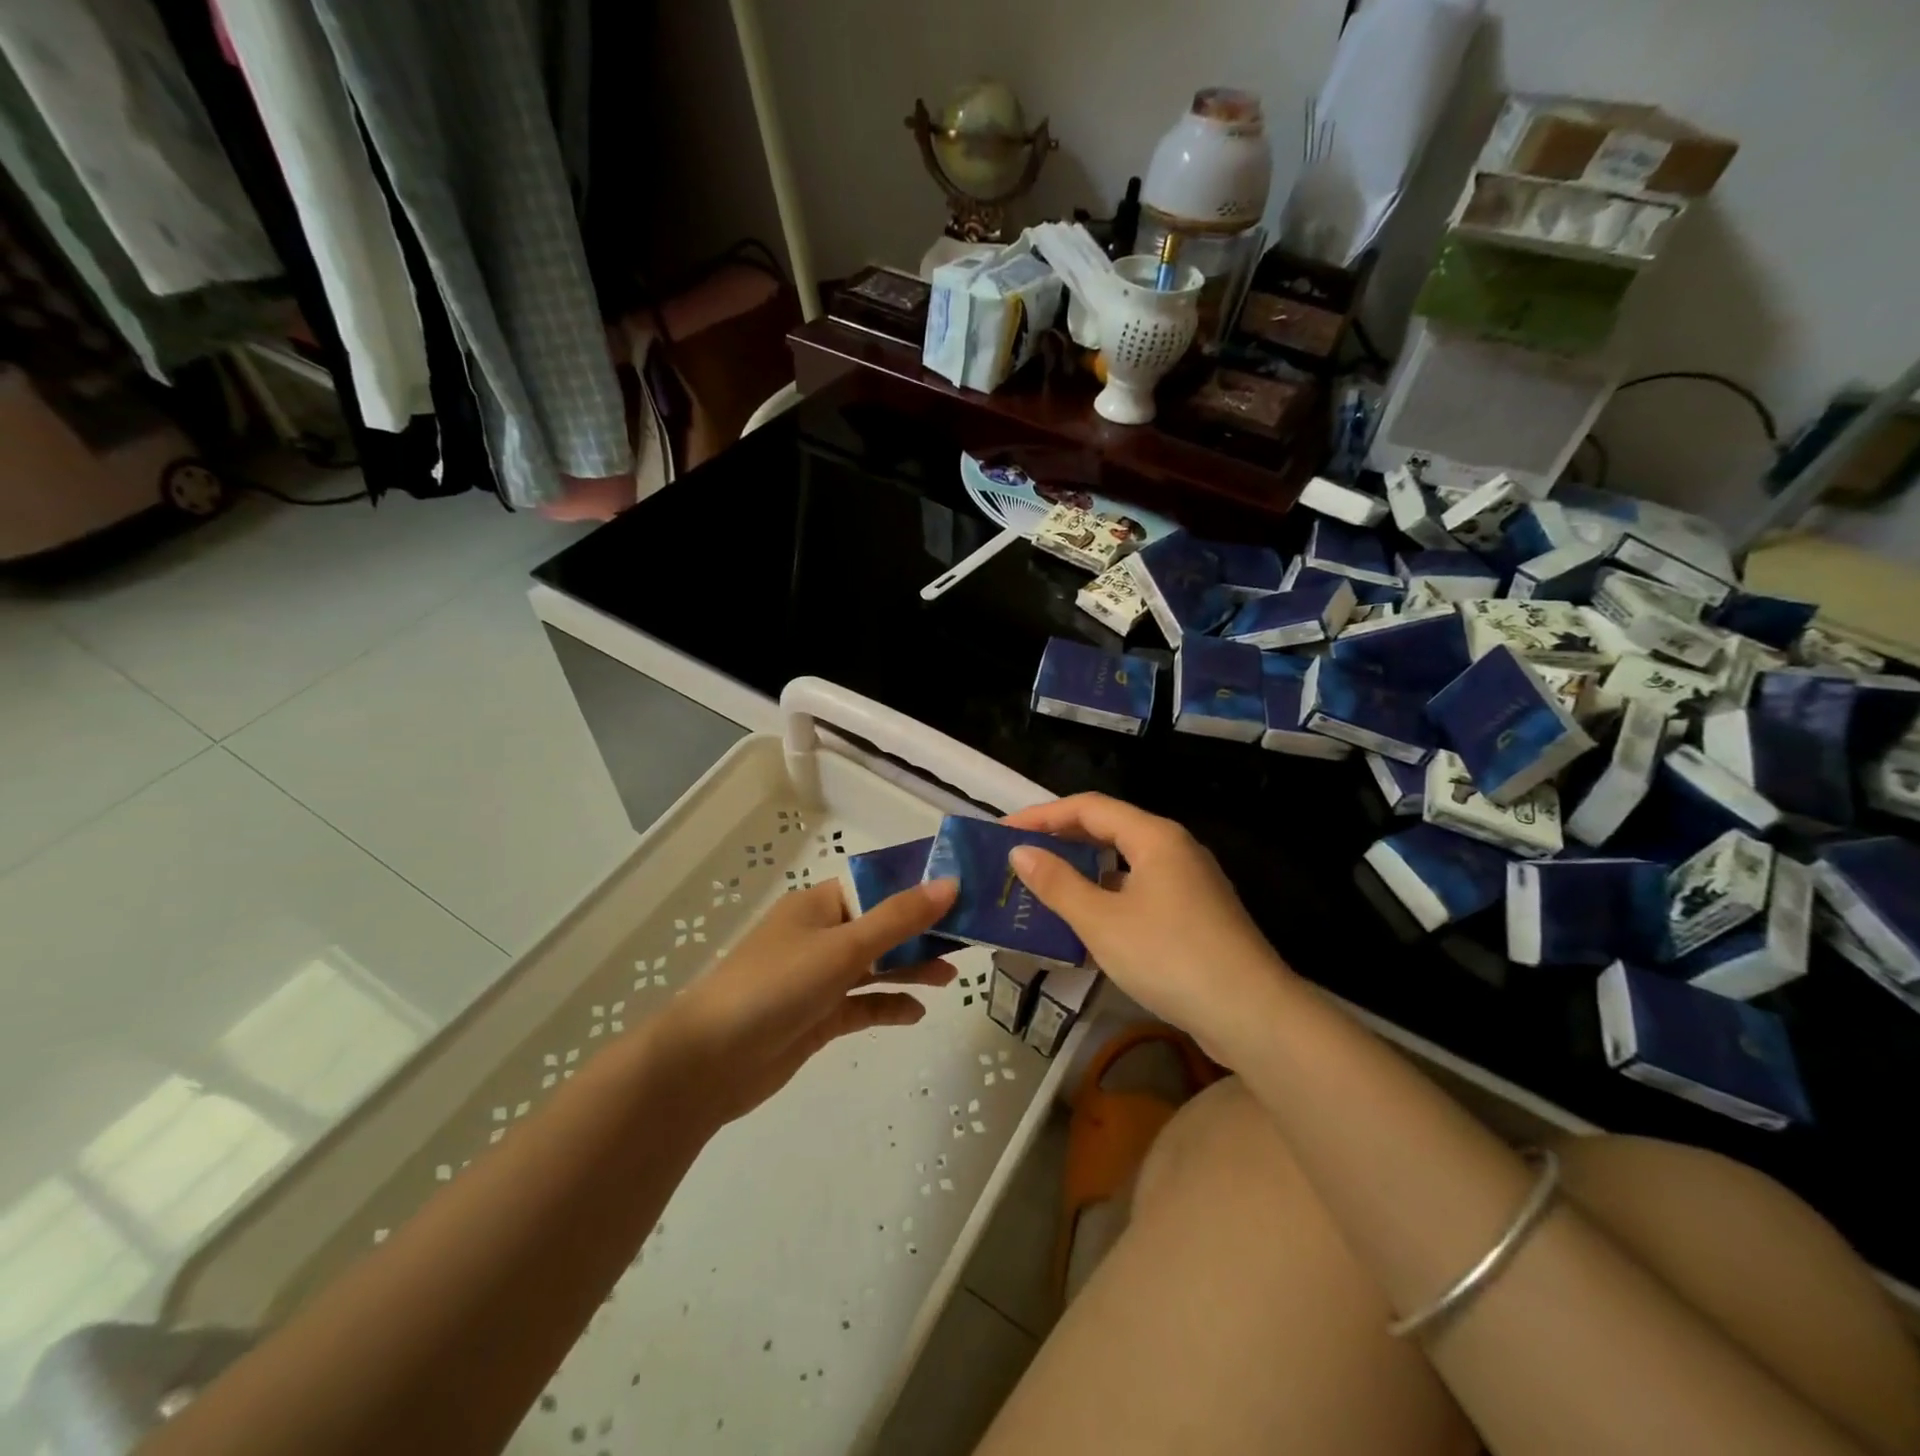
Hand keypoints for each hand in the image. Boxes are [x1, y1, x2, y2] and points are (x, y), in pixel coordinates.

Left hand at [652, 877, 958, 1125]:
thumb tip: (951, 883)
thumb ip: (899, 918)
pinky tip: (917, 1014)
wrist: (709, 1062)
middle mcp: (822, 935)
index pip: (879, 885)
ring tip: (952, 977)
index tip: (964, 892)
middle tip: (970, 937)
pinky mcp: (818, 1017)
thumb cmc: (776, 986)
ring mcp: (819, 978)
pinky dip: (889, 1006)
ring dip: (911, 969)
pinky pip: (863, 1005)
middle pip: (883, 926)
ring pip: (876, 966)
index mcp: (821, 905)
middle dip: (923, 932)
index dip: (920, 887)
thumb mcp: (843, 947)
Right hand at [1002, 794, 1288, 1059]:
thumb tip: (1020, 852)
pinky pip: (1140, 890)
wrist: (1253, 1015)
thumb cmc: (1170, 957)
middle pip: (1108, 829)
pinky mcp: (1196, 914)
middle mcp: (1174, 848)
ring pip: (1124, 863)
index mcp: (1154, 836)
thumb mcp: (1102, 921)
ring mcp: (1189, 882)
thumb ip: (1058, 883)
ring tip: (1043, 888)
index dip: (1042, 815)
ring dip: (1083, 872)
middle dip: (1061, 840)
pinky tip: (1086, 923)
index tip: (1003, 831)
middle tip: (1019, 857)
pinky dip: (1107, 897)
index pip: (1089, 807)